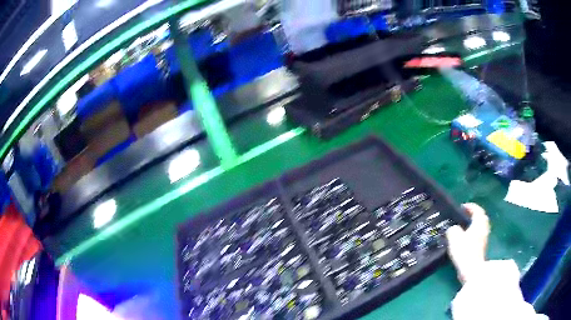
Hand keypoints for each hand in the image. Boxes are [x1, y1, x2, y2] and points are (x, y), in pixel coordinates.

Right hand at [446, 203, 489, 282]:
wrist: (472, 269)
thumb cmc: (464, 251)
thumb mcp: (454, 237)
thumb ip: (453, 229)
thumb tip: (453, 229)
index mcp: (479, 222)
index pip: (476, 209)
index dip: (469, 207)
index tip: (461, 207)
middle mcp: (484, 227)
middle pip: (480, 217)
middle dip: (473, 215)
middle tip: (464, 217)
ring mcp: (484, 238)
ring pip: (480, 227)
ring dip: (473, 225)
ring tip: (463, 228)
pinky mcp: (482, 248)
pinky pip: (478, 236)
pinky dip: (473, 234)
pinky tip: (465, 240)